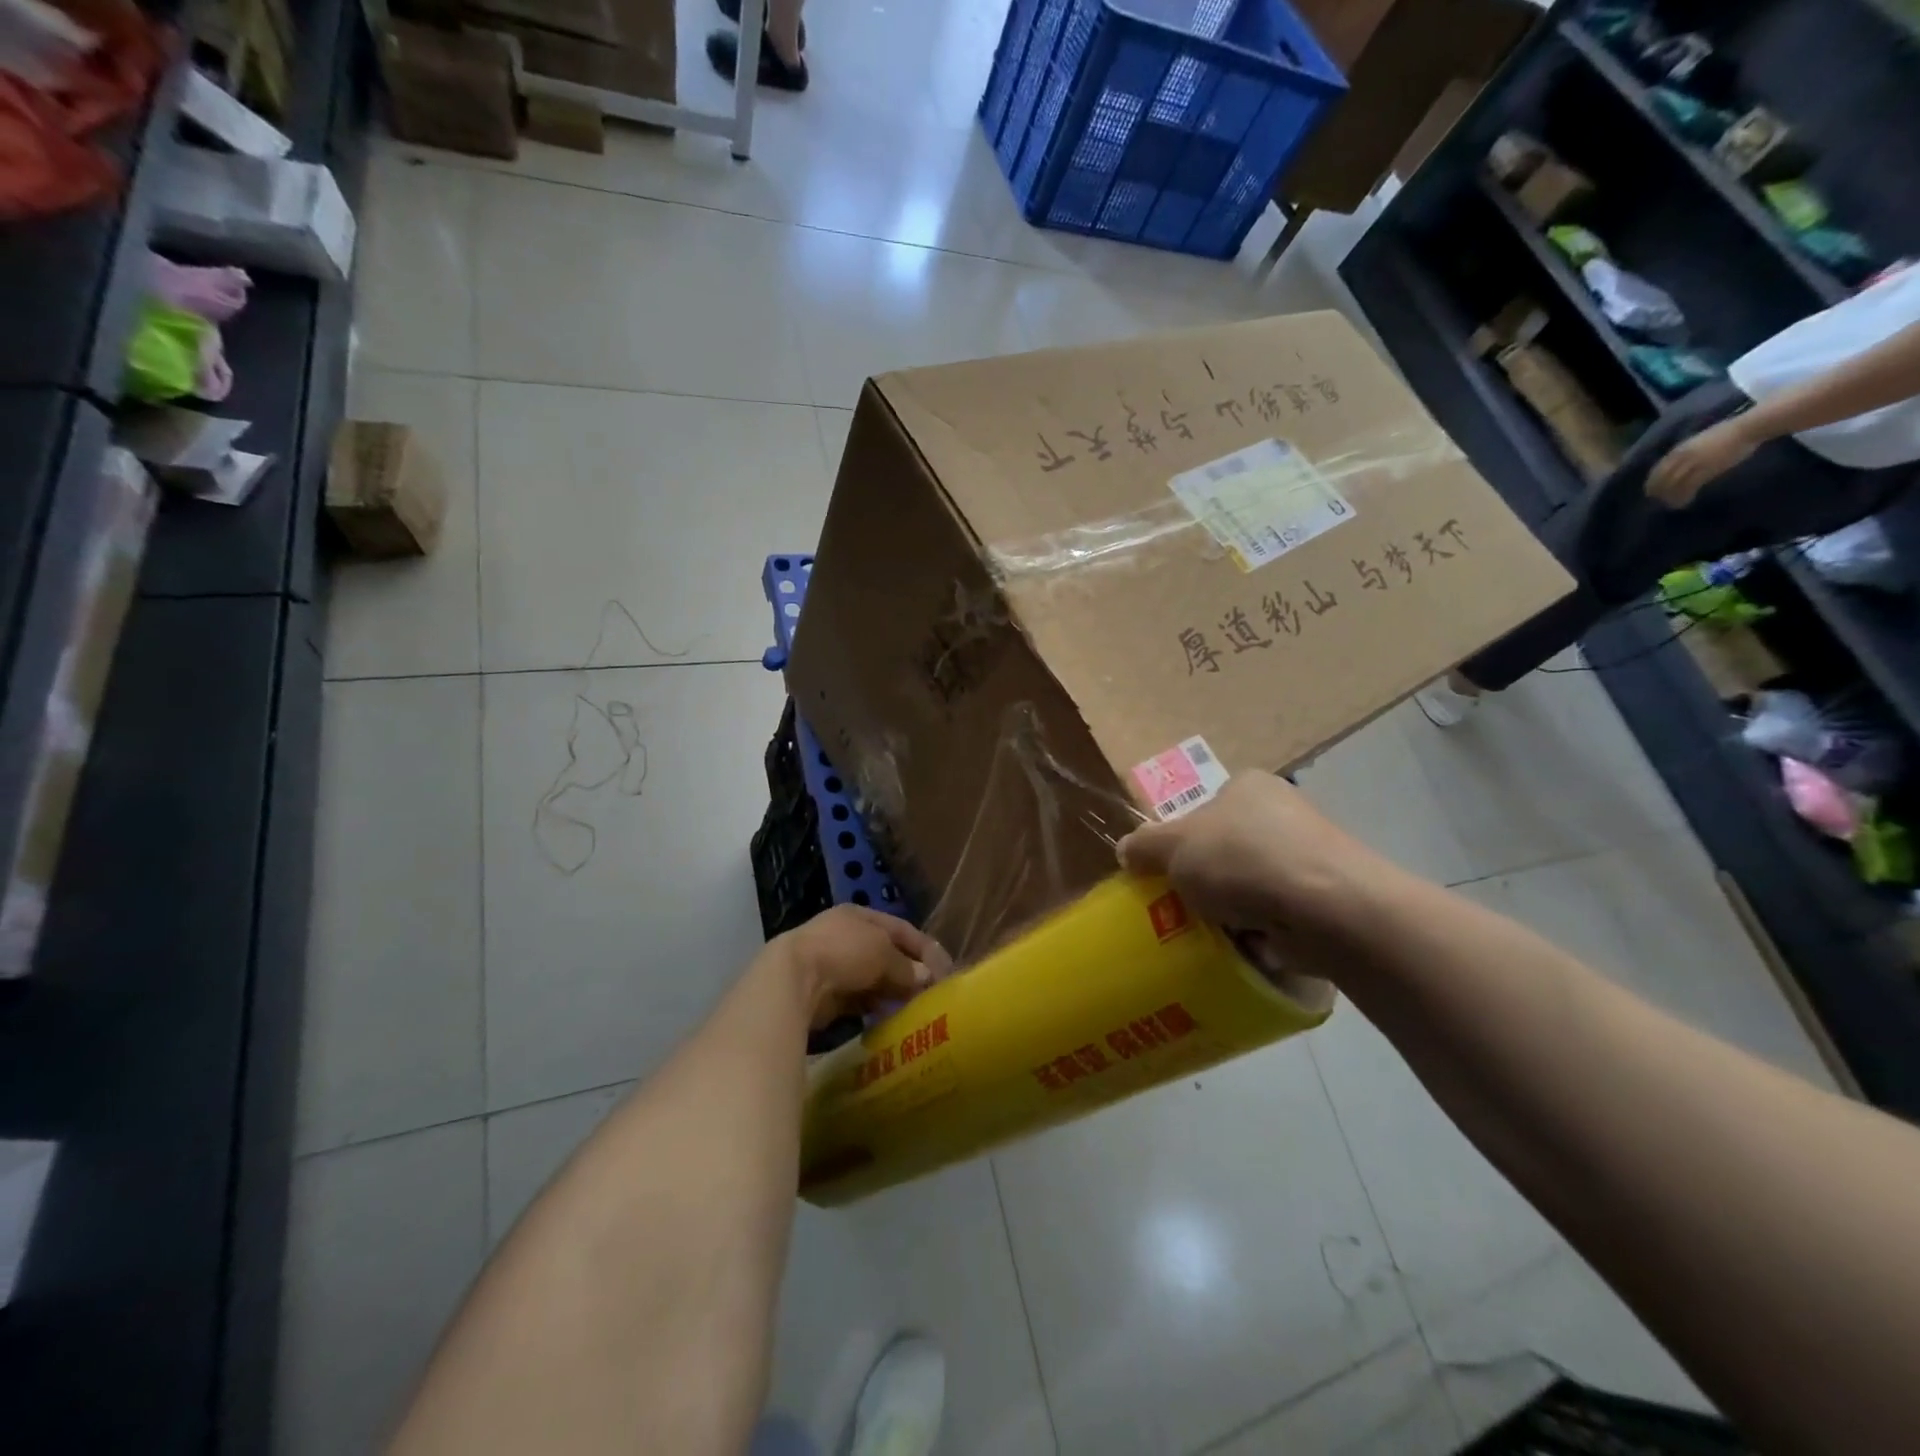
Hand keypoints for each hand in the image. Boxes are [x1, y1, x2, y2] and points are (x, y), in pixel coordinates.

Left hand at [775, 905, 951, 1028]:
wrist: (793, 981)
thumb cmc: (844, 953)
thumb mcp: (883, 953)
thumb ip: (906, 966)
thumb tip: (926, 978)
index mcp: (859, 916)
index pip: (901, 929)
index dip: (924, 948)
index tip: (945, 970)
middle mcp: (846, 936)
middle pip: (887, 954)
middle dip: (908, 972)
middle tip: (931, 993)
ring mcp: (832, 965)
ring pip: (872, 979)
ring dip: (892, 992)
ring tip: (914, 1008)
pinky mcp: (824, 995)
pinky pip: (857, 1000)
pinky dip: (873, 1008)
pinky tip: (887, 1019)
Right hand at [1114, 774, 1391, 952]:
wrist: (1328, 908)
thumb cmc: (1242, 860)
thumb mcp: (1174, 847)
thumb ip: (1144, 845)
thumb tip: (1125, 849)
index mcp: (1247, 786)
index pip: (1203, 810)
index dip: (1181, 841)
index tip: (1168, 874)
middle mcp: (1282, 812)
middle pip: (1227, 849)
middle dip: (1206, 880)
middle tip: (1183, 908)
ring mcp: (1310, 854)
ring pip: (1253, 884)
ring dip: (1234, 909)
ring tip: (1211, 935)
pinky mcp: (1329, 896)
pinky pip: (1280, 914)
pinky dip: (1263, 931)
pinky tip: (1247, 948)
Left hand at [1645, 416, 1761, 507]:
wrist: (1747, 428)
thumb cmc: (1725, 433)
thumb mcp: (1696, 441)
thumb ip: (1684, 452)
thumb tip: (1676, 464)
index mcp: (1679, 449)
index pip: (1657, 469)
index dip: (1652, 482)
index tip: (1650, 491)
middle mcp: (1682, 457)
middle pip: (1662, 479)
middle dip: (1658, 492)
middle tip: (1658, 501)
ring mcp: (1694, 463)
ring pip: (1673, 484)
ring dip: (1670, 497)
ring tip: (1670, 505)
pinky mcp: (1708, 469)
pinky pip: (1689, 486)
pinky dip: (1684, 496)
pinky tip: (1684, 502)